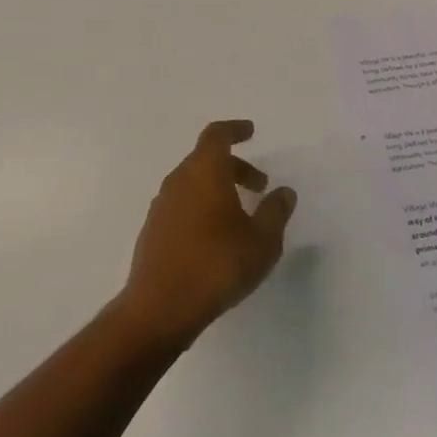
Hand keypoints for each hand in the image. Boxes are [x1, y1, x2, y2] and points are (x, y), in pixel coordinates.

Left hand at [116, 120, 295, 352]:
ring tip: (241, 215)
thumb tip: (283, 192)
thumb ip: (275, 212)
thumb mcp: (261, 241)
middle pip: (206, 159)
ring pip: (193, 182)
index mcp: (204, 171)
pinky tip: (215, 236)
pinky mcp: (153, 229)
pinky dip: (202, 206)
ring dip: (218, 188)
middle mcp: (179, 180)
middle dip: (235, 166)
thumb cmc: (217, 266)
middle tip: (259, 186)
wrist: (160, 307)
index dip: (234, 130)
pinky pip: (182, 204)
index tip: (251, 132)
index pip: (217, 135)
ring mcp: (162, 204)